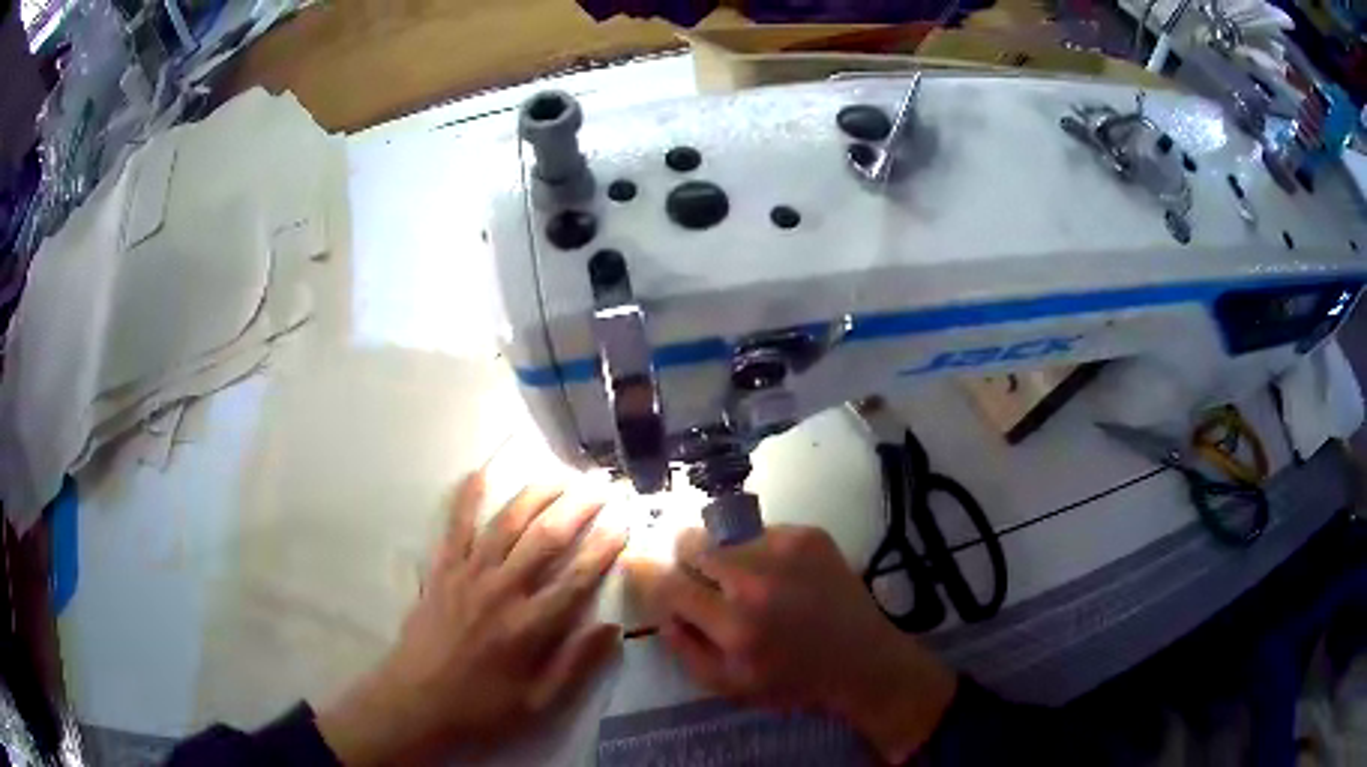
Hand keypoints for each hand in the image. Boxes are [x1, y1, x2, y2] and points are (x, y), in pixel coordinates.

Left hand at [318, 472, 626, 764]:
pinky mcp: (441, 571)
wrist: (415, 702)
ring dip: (534, 495)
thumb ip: (576, 665)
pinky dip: (466, 497)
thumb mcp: (538, 703)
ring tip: (558, 474)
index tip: (624, 524)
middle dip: (577, 508)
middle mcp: (501, 591)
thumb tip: (612, 628)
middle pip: (545, 539)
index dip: (604, 548)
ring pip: (506, 524)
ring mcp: (467, 575)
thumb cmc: (481, 708)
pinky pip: (455, 527)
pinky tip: (478, 472)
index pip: (576, 578)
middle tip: (600, 486)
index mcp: (529, 626)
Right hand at [627, 525, 956, 762]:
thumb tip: (661, 610)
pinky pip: (762, 530)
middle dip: (687, 560)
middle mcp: (758, 579)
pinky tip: (781, 575)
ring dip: (725, 554)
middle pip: (692, 543)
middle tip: (702, 579)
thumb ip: (685, 650)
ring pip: (726, 533)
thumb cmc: (794, 682)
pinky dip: (760, 549)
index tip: (637, 566)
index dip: (647, 574)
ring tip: (749, 580)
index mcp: (735, 624)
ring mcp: (787, 549)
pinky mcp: (811, 535)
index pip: (669, 584)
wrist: (864, 661)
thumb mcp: (730, 686)